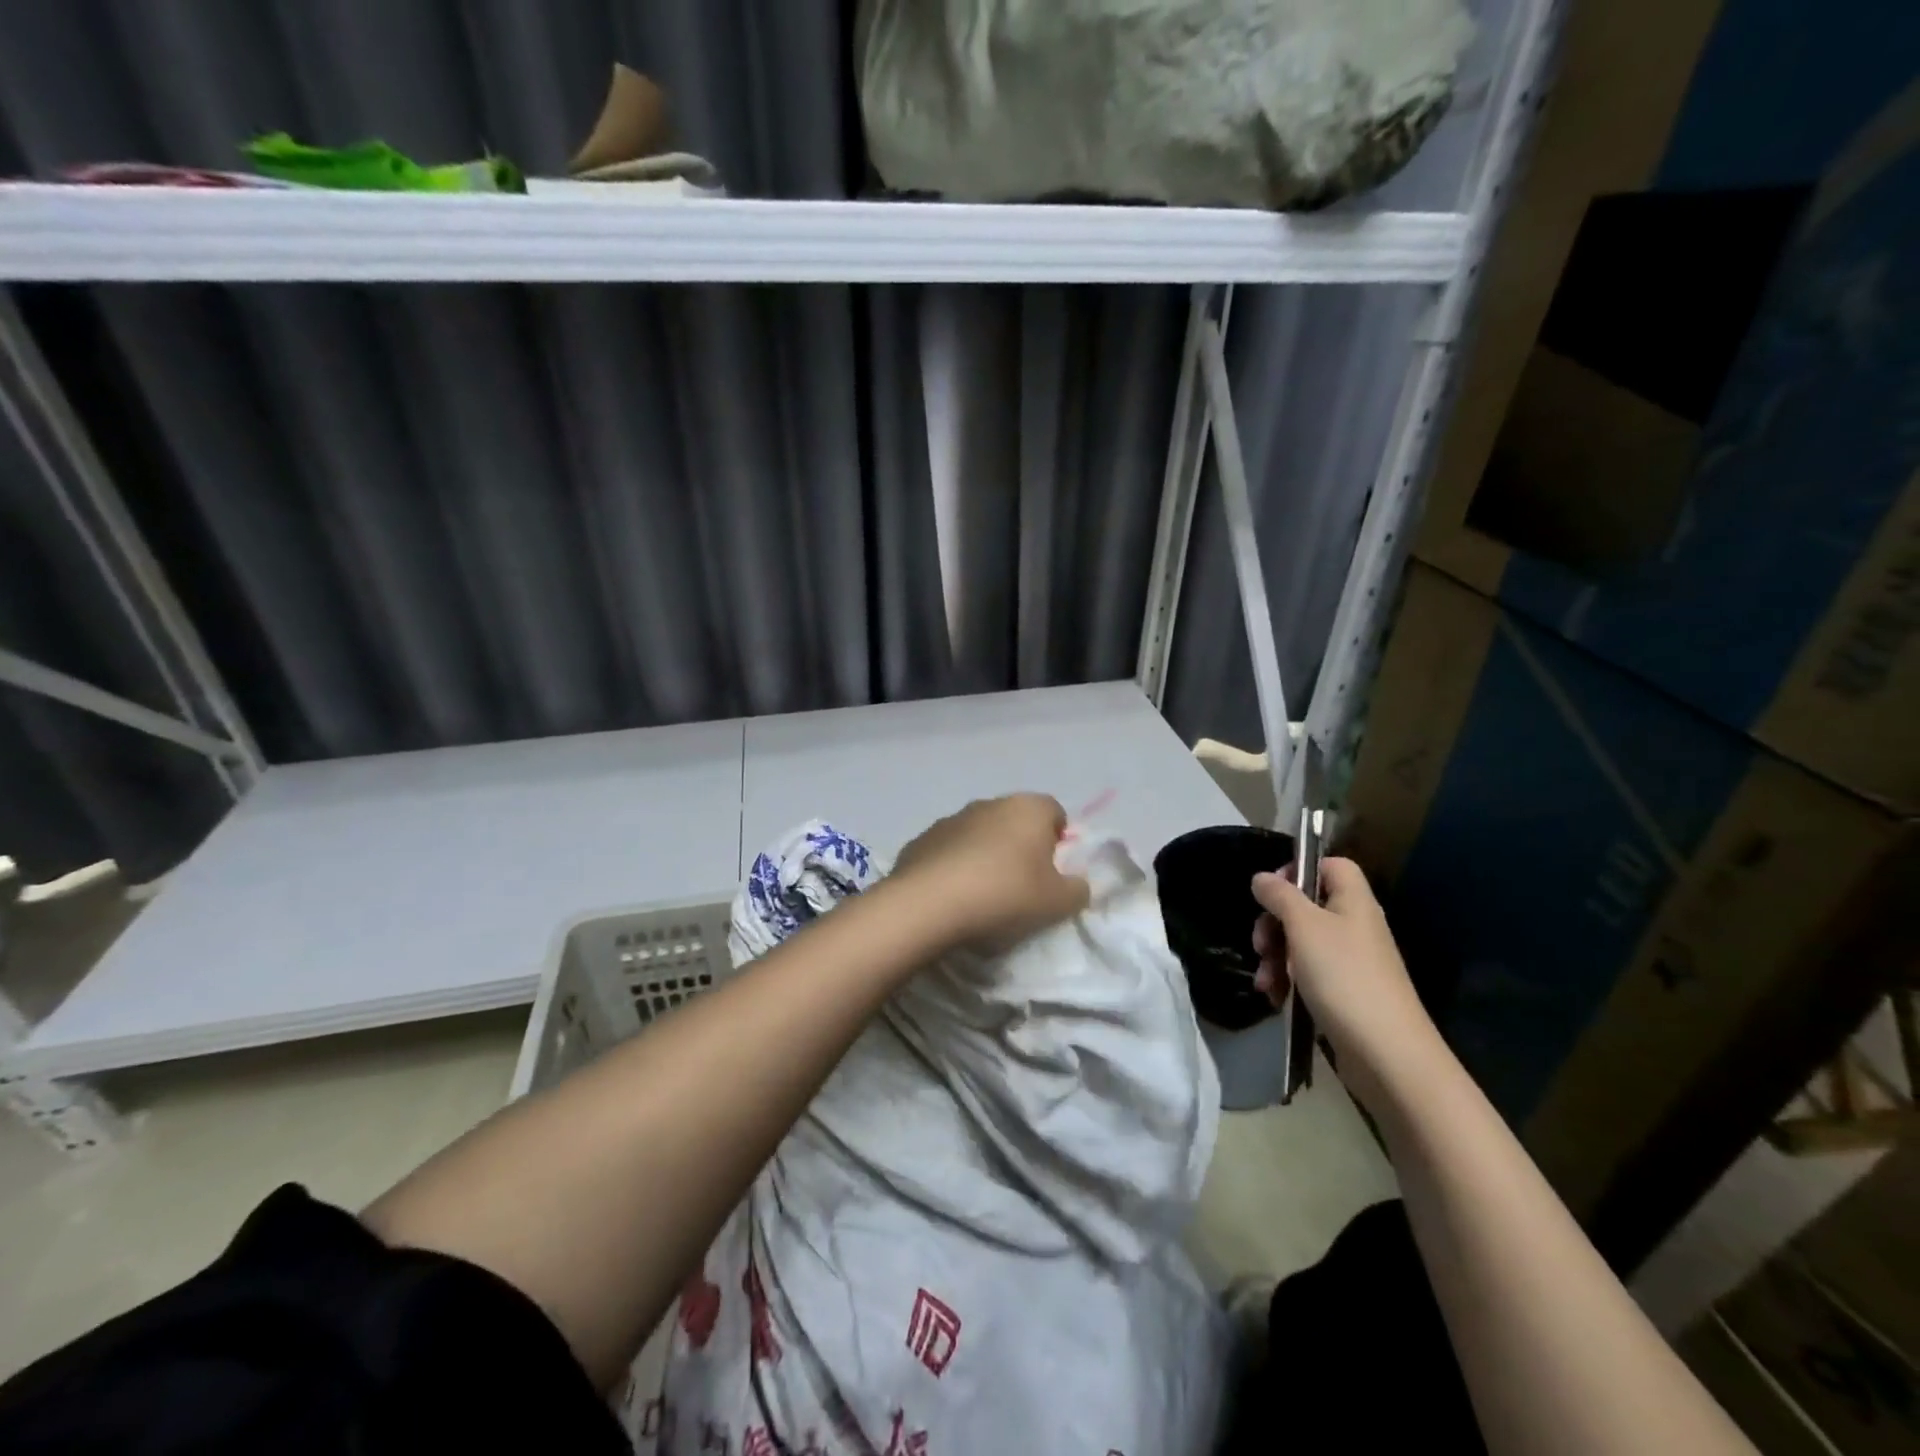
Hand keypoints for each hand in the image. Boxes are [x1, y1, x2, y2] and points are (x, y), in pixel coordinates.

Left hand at [892, 794, 1091, 951]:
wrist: (929, 903)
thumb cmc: (1005, 894)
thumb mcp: (1057, 903)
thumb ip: (1077, 890)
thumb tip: (1077, 884)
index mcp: (1028, 808)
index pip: (1054, 812)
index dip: (1058, 840)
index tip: (1053, 872)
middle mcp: (990, 803)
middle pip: (1015, 821)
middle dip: (1021, 847)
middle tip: (1022, 886)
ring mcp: (952, 818)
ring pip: (980, 834)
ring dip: (985, 855)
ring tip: (984, 894)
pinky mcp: (922, 838)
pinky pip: (949, 850)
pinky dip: (955, 866)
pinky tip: (954, 895)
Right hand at [1251, 858, 1446, 1109]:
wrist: (1386, 1053)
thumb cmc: (1344, 977)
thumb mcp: (1303, 927)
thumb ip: (1280, 896)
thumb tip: (1261, 878)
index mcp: (1353, 901)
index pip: (1330, 865)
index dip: (1298, 870)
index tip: (1271, 891)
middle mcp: (1354, 926)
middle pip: (1306, 906)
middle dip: (1274, 923)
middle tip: (1260, 943)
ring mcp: (1350, 961)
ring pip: (1301, 942)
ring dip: (1275, 957)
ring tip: (1265, 981)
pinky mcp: (1343, 992)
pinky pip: (1307, 973)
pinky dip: (1287, 981)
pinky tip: (1276, 998)